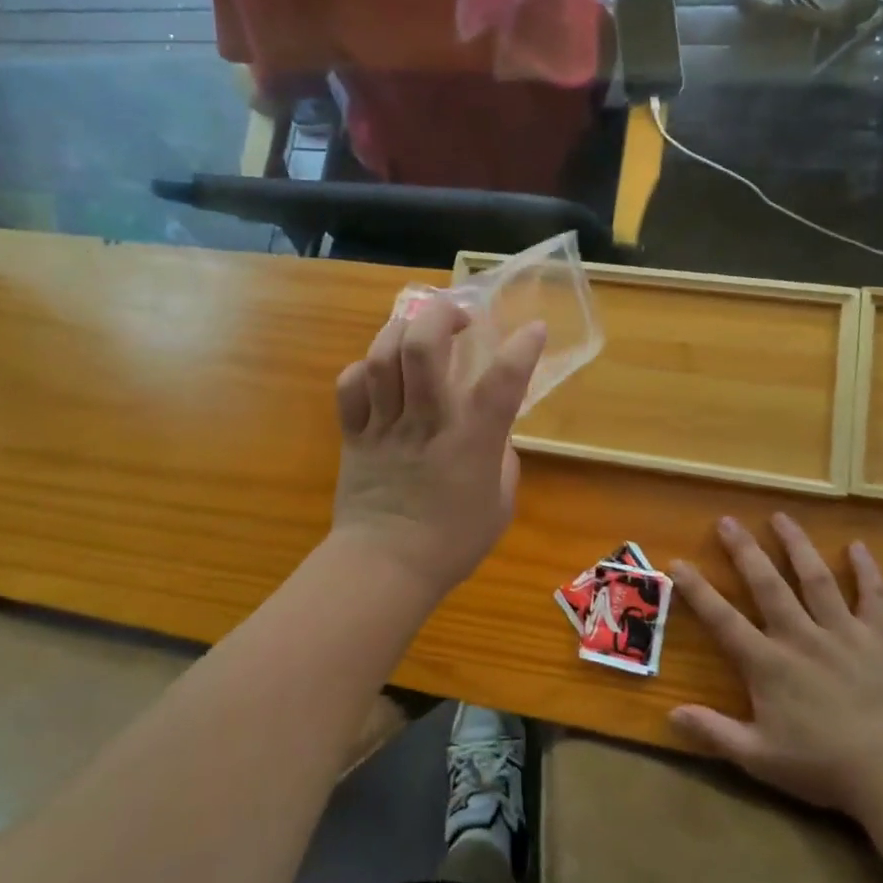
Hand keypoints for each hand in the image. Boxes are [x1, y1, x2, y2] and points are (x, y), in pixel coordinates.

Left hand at [331, 295, 544, 599]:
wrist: (384, 568)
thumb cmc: (451, 543)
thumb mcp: (498, 504)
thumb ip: (501, 459)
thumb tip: (494, 433)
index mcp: (469, 443)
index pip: (501, 384)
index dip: (521, 350)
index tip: (533, 330)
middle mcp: (426, 424)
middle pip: (423, 349)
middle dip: (441, 315)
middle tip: (459, 316)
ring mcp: (384, 426)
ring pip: (383, 358)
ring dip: (402, 330)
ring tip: (418, 331)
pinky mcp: (354, 436)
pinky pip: (350, 386)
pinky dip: (364, 368)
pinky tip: (380, 371)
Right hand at [670, 515, 882, 816]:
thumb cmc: (825, 767)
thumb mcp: (760, 757)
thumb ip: (714, 732)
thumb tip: (670, 714)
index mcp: (768, 663)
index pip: (723, 619)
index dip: (698, 590)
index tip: (678, 562)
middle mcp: (801, 636)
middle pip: (767, 584)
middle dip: (744, 550)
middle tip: (728, 520)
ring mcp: (844, 632)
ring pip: (816, 578)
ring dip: (796, 545)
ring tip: (781, 517)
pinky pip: (874, 595)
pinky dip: (866, 570)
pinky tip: (858, 546)